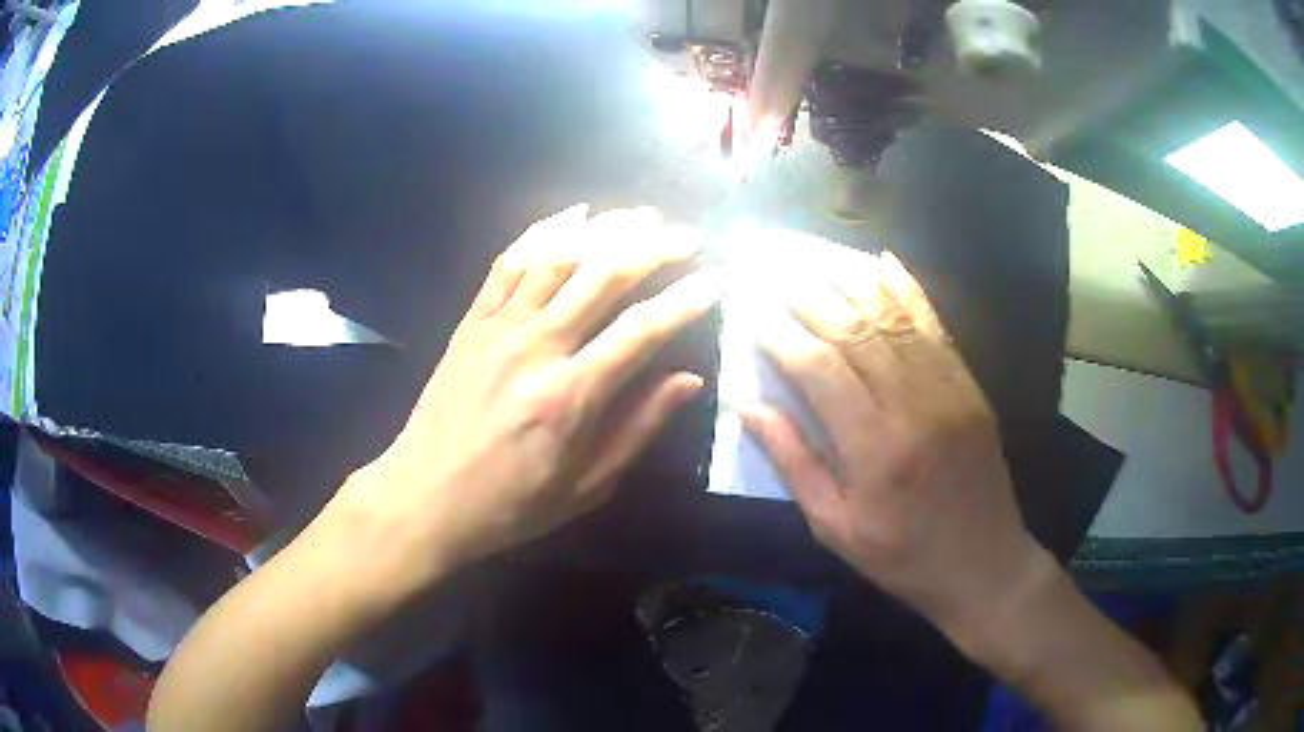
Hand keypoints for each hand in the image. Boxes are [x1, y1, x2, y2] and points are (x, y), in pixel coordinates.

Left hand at [318, 204, 722, 600]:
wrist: (424, 496)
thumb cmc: (510, 504)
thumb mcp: (586, 486)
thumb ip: (638, 428)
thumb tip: (689, 380)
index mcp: (570, 396)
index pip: (642, 330)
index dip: (686, 299)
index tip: (718, 277)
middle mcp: (535, 348)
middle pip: (602, 276)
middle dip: (652, 246)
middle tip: (686, 235)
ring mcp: (497, 328)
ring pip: (557, 257)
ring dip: (604, 229)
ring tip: (641, 215)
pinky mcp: (470, 322)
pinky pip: (508, 263)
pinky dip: (543, 232)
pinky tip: (572, 215)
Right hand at [739, 249, 1044, 635]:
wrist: (983, 562)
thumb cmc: (902, 555)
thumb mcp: (835, 526)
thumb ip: (793, 462)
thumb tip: (746, 406)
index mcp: (875, 449)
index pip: (820, 369)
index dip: (781, 335)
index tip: (751, 310)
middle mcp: (914, 406)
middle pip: (855, 331)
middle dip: (810, 294)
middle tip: (774, 269)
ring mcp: (948, 389)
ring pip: (894, 317)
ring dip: (851, 280)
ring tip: (815, 257)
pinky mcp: (969, 385)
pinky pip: (935, 325)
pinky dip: (907, 289)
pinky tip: (882, 261)